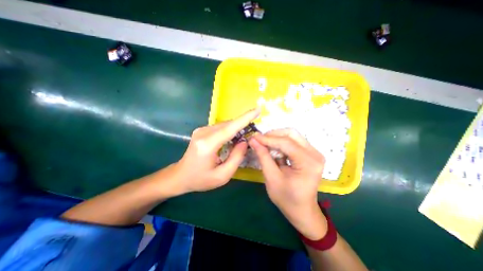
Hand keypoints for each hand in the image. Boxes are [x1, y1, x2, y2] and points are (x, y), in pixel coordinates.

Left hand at [170, 109, 259, 195]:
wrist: (180, 176)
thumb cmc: (201, 179)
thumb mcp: (222, 176)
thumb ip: (236, 158)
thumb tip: (244, 142)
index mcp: (207, 145)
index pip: (230, 128)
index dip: (245, 118)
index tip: (257, 110)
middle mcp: (203, 133)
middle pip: (228, 125)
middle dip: (243, 125)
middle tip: (254, 131)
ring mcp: (201, 130)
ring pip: (225, 125)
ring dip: (236, 129)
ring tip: (244, 137)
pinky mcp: (202, 130)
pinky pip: (220, 128)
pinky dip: (229, 131)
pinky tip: (232, 139)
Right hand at [249, 129, 328, 238]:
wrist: (302, 210)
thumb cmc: (287, 198)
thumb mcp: (272, 178)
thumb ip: (263, 157)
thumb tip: (253, 140)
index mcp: (308, 163)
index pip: (286, 143)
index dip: (268, 138)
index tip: (253, 137)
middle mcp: (315, 154)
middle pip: (291, 134)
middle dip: (273, 135)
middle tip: (259, 141)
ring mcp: (314, 153)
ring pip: (292, 136)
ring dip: (277, 138)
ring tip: (265, 145)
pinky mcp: (310, 153)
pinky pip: (294, 141)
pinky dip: (281, 143)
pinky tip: (274, 150)